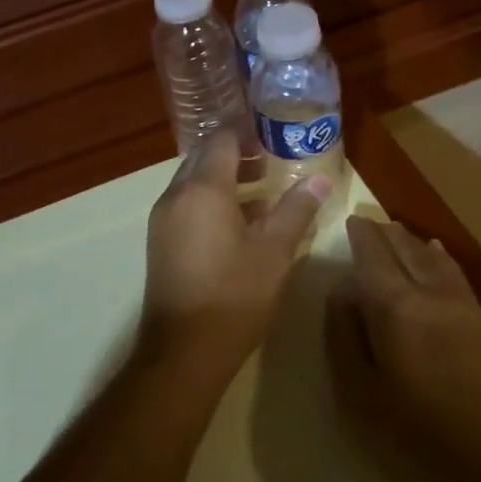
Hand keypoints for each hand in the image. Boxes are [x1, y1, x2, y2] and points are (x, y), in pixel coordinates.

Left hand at [141, 134, 328, 376]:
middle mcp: (175, 196)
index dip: (247, 131)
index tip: (274, 133)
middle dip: (236, 154)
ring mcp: (162, 220)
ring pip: (192, 183)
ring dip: (223, 179)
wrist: (184, 350)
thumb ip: (296, 209)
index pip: (221, 139)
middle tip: (272, 161)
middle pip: (203, 158)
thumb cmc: (234, 295)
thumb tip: (321, 180)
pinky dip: (209, 201)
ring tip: (262, 191)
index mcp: (202, 189)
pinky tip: (238, 223)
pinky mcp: (159, 242)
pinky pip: (185, 205)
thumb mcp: (275, 251)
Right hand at [327, 215, 480, 481]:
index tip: (351, 219)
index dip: (361, 235)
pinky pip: (459, 276)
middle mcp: (433, 295)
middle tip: (370, 222)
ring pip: (437, 260)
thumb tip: (341, 292)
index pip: (374, 256)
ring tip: (400, 232)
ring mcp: (468, 308)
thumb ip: (344, 336)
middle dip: (387, 233)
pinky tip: (441, 256)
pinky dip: (442, 259)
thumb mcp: (360, 393)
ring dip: (415, 242)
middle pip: (407, 250)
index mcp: (397, 308)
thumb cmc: (420, 435)